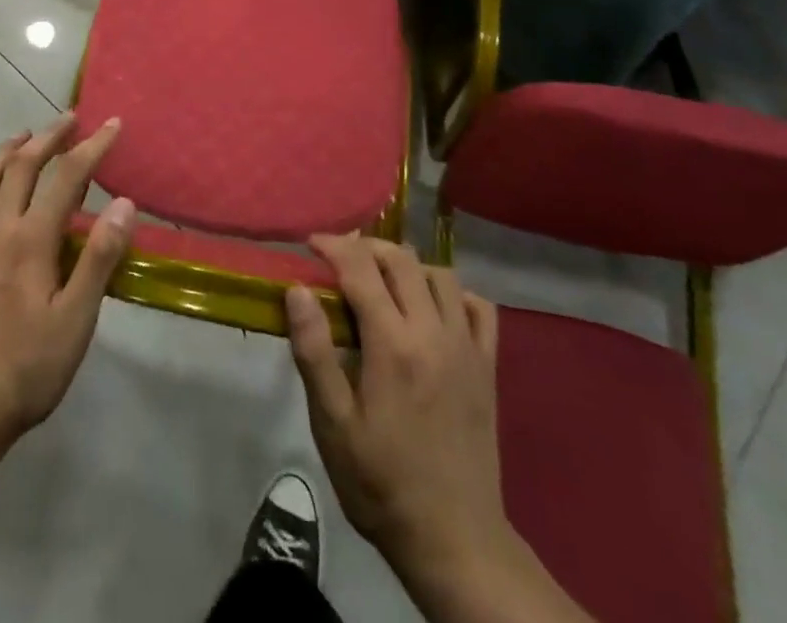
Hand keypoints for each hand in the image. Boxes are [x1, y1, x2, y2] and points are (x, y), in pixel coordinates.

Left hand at [0, 114, 135, 447]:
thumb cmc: (30, 366)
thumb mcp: (77, 318)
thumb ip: (100, 257)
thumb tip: (125, 204)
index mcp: (32, 239)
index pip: (68, 177)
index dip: (93, 147)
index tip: (113, 124)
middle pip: (24, 166)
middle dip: (51, 137)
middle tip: (72, 119)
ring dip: (10, 148)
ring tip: (29, 133)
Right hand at [285, 236, 509, 592]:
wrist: (454, 541)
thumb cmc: (380, 483)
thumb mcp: (332, 425)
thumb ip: (314, 351)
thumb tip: (298, 290)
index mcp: (392, 344)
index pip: (361, 267)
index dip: (334, 246)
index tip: (311, 244)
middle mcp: (433, 332)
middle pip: (402, 259)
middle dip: (367, 247)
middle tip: (340, 260)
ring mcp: (467, 347)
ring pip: (440, 275)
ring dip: (407, 266)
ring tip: (382, 280)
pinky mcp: (488, 367)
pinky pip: (478, 307)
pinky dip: (454, 293)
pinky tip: (433, 308)